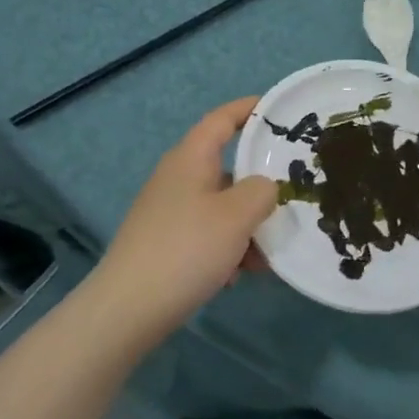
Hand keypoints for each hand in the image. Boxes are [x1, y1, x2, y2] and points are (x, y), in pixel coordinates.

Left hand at [90, 98, 276, 349]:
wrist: (127, 309)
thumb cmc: (186, 250)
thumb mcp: (237, 215)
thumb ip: (263, 191)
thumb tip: (265, 187)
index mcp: (190, 159)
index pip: (221, 119)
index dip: (249, 109)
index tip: (279, 109)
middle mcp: (177, 178)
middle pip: (227, 167)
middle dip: (259, 186)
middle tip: (290, 197)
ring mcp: (168, 212)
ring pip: (221, 206)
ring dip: (247, 226)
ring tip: (265, 257)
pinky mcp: (165, 242)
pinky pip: (207, 233)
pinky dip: (227, 247)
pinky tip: (237, 275)